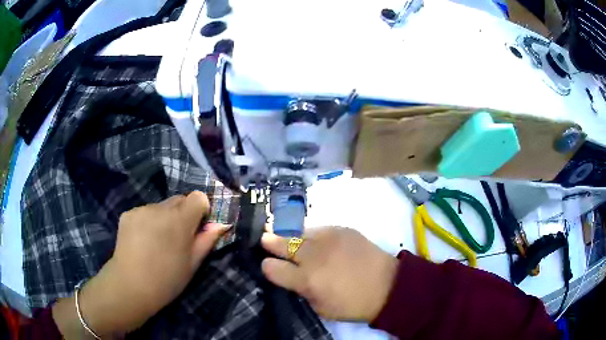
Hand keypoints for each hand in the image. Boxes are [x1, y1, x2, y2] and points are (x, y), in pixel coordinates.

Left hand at [53, 192, 227, 337]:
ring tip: (161, 244)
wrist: (124, 290)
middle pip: (178, 200)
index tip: (203, 223)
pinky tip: (145, 242)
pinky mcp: (127, 216)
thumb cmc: (161, 284)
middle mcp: (156, 209)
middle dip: (184, 214)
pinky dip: (152, 222)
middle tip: (183, 238)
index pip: (196, 198)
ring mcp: (139, 211)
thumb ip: (205, 241)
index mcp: (174, 222)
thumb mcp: (190, 267)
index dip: (202, 209)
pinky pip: (147, 212)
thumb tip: (219, 225)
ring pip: (161, 206)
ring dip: (166, 219)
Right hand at [261, 227, 398, 321]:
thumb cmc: (353, 304)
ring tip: (286, 236)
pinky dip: (311, 234)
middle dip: (269, 242)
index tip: (269, 267)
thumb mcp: (320, 307)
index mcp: (307, 279)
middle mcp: (313, 255)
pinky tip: (314, 240)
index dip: (268, 267)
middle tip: (264, 239)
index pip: (272, 267)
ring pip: (298, 231)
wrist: (387, 285)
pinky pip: (318, 228)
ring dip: (290, 236)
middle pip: (280, 242)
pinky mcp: (342, 228)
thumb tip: (289, 275)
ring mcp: (328, 238)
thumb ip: (301, 290)